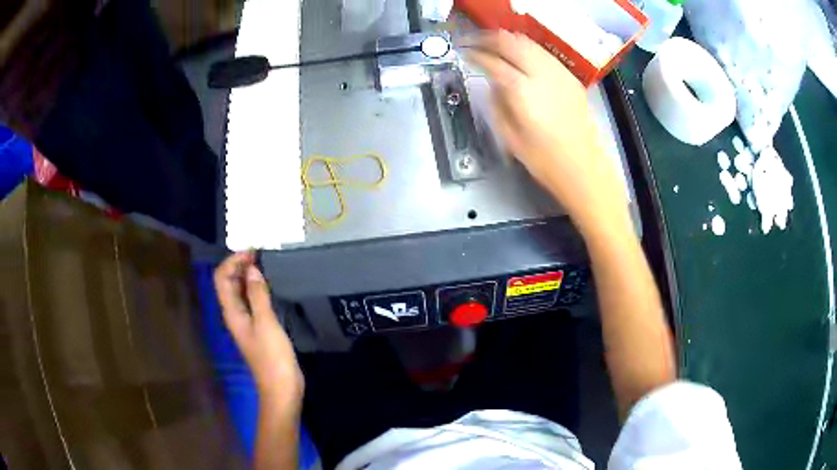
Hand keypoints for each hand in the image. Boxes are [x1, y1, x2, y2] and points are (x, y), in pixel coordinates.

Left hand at [214, 252, 303, 406]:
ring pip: (240, 291)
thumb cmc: (272, 357)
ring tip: (266, 264)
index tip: (253, 251)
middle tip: (261, 254)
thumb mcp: (266, 323)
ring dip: (248, 275)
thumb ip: (257, 295)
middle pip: (229, 283)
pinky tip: (271, 286)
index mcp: (232, 312)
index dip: (232, 261)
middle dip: (240, 265)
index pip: (222, 278)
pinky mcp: (258, 328)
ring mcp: (246, 321)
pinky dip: (257, 288)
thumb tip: (251, 269)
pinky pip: (252, 301)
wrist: (282, 388)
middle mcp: (235, 314)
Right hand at [468, 31, 629, 232]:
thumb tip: (492, 84)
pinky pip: (544, 53)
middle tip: (474, 41)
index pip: (491, 61)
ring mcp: (559, 74)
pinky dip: (528, 48)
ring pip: (529, 43)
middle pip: (510, 42)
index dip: (474, 54)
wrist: (584, 168)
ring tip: (494, 44)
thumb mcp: (510, 136)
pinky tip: (521, 55)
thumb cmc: (545, 160)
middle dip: (488, 38)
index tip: (464, 53)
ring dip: (508, 40)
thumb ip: (497, 104)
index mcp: (521, 91)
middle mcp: (541, 74)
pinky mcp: (570, 79)